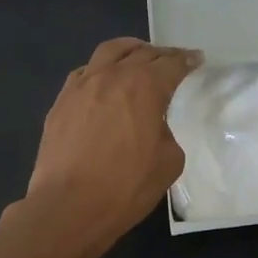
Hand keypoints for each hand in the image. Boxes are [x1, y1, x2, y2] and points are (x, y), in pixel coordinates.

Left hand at [22, 38, 201, 253]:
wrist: (69, 207)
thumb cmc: (126, 187)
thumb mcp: (168, 163)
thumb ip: (167, 134)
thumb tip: (155, 127)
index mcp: (144, 88)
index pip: (171, 64)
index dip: (187, 61)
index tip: (196, 60)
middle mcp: (112, 76)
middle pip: (141, 53)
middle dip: (161, 54)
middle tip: (173, 60)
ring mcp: (82, 86)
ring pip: (108, 52)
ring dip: (129, 51)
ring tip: (137, 58)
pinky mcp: (61, 102)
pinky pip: (84, 73)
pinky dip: (100, 70)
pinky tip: (104, 82)